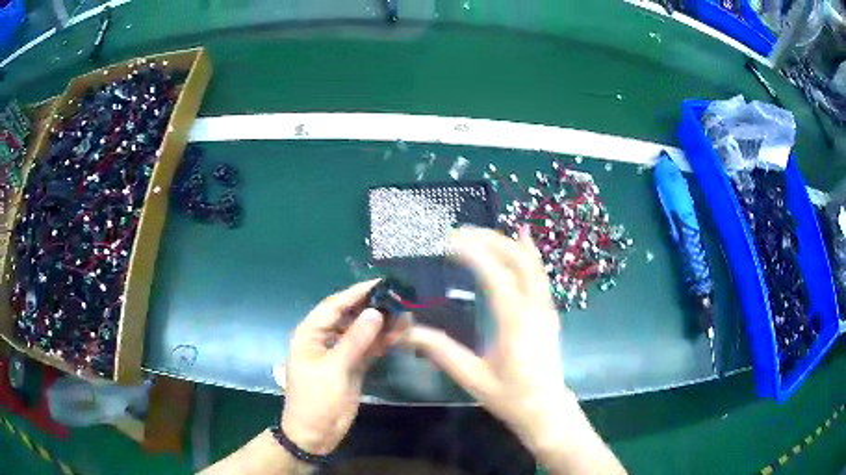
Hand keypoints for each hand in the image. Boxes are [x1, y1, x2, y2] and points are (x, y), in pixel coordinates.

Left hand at [281, 280, 384, 454]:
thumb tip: (375, 312)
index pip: (334, 305)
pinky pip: (367, 348)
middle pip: (349, 316)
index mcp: (310, 334)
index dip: (356, 293)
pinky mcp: (351, 366)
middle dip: (372, 307)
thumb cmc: (316, 399)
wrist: (315, 434)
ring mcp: (339, 353)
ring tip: (404, 314)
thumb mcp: (334, 368)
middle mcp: (324, 339)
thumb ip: (355, 340)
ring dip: (379, 324)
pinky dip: (381, 342)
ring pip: (360, 332)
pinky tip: (398, 334)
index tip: (381, 283)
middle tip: (398, 298)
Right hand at [402, 227, 623, 473]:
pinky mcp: (549, 312)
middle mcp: (535, 308)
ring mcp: (546, 308)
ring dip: (506, 242)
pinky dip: (528, 252)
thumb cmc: (510, 397)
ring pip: (532, 263)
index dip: (471, 253)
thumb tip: (406, 333)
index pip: (495, 275)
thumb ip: (440, 352)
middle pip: (517, 260)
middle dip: (488, 240)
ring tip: (479, 233)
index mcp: (515, 323)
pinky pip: (540, 273)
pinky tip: (521, 239)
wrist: (546, 409)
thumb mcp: (472, 378)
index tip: (446, 242)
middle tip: (457, 233)